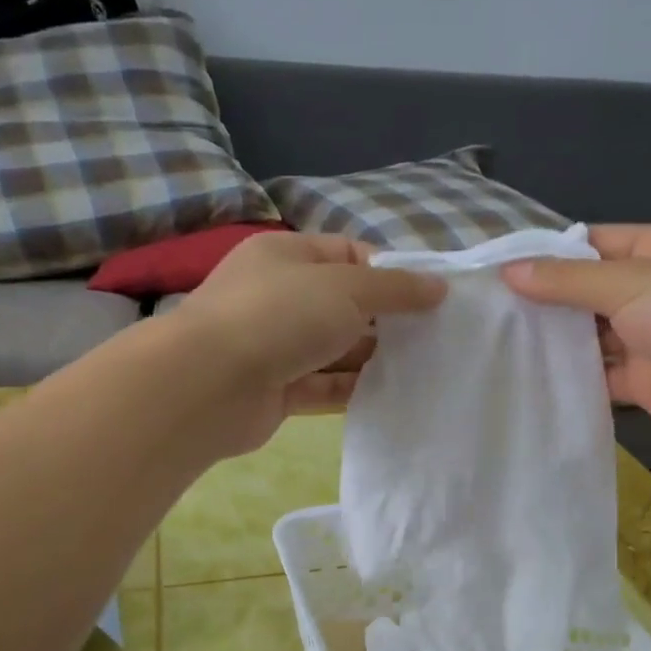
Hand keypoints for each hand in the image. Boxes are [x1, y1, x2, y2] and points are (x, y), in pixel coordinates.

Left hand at [168, 231, 445, 450]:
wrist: (211, 385)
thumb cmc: (280, 316)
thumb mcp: (346, 287)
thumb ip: (395, 289)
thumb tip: (439, 286)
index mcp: (287, 255)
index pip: (348, 255)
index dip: (389, 273)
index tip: (428, 298)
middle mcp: (280, 297)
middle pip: (344, 305)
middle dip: (386, 320)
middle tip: (433, 338)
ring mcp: (276, 346)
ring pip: (335, 349)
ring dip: (373, 358)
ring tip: (422, 368)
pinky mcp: (278, 390)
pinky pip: (325, 386)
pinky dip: (353, 389)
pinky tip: (391, 395)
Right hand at [502, 223, 650, 455]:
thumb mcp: (630, 284)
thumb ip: (567, 282)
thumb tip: (508, 271)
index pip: (592, 244)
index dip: (548, 255)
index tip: (499, 270)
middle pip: (587, 292)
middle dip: (545, 302)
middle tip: (489, 313)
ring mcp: (647, 339)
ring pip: (590, 337)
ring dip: (554, 342)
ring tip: (498, 345)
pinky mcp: (643, 382)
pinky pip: (599, 376)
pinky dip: (571, 379)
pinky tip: (529, 380)